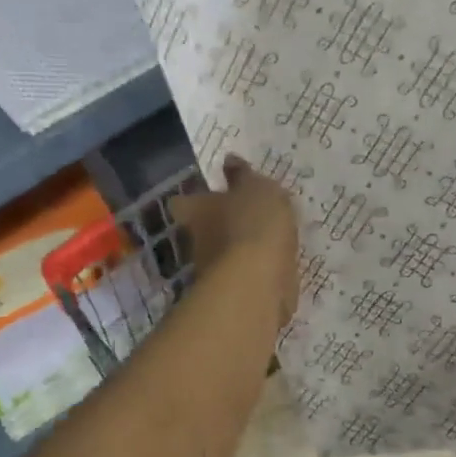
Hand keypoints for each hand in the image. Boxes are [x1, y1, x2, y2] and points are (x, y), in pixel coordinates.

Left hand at [172, 157, 299, 327]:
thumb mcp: (256, 188)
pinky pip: (242, 279)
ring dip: (237, 252)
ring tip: (266, 243)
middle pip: (200, 232)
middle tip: (243, 218)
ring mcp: (211, 272)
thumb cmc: (253, 224)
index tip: (209, 196)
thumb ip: (244, 177)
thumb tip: (229, 161)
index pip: (182, 202)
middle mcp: (196, 241)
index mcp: (196, 210)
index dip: (193, 199)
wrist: (257, 282)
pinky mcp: (230, 296)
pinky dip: (254, 274)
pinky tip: (274, 268)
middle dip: (218, 227)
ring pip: (221, 257)